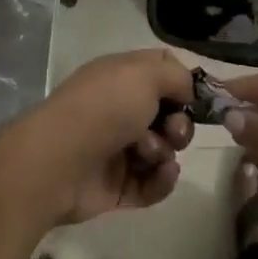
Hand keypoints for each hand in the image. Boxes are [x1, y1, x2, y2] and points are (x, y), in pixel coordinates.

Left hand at [28, 50, 196, 224]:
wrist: (59, 161)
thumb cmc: (105, 107)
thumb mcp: (146, 74)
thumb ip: (177, 76)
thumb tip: (188, 91)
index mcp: (121, 77)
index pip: (161, 72)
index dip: (183, 83)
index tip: (198, 98)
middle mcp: (119, 110)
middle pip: (168, 115)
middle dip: (179, 124)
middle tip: (173, 131)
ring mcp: (117, 149)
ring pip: (163, 150)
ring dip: (166, 151)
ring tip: (150, 155)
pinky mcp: (117, 187)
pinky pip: (152, 184)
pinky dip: (162, 180)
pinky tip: (163, 174)